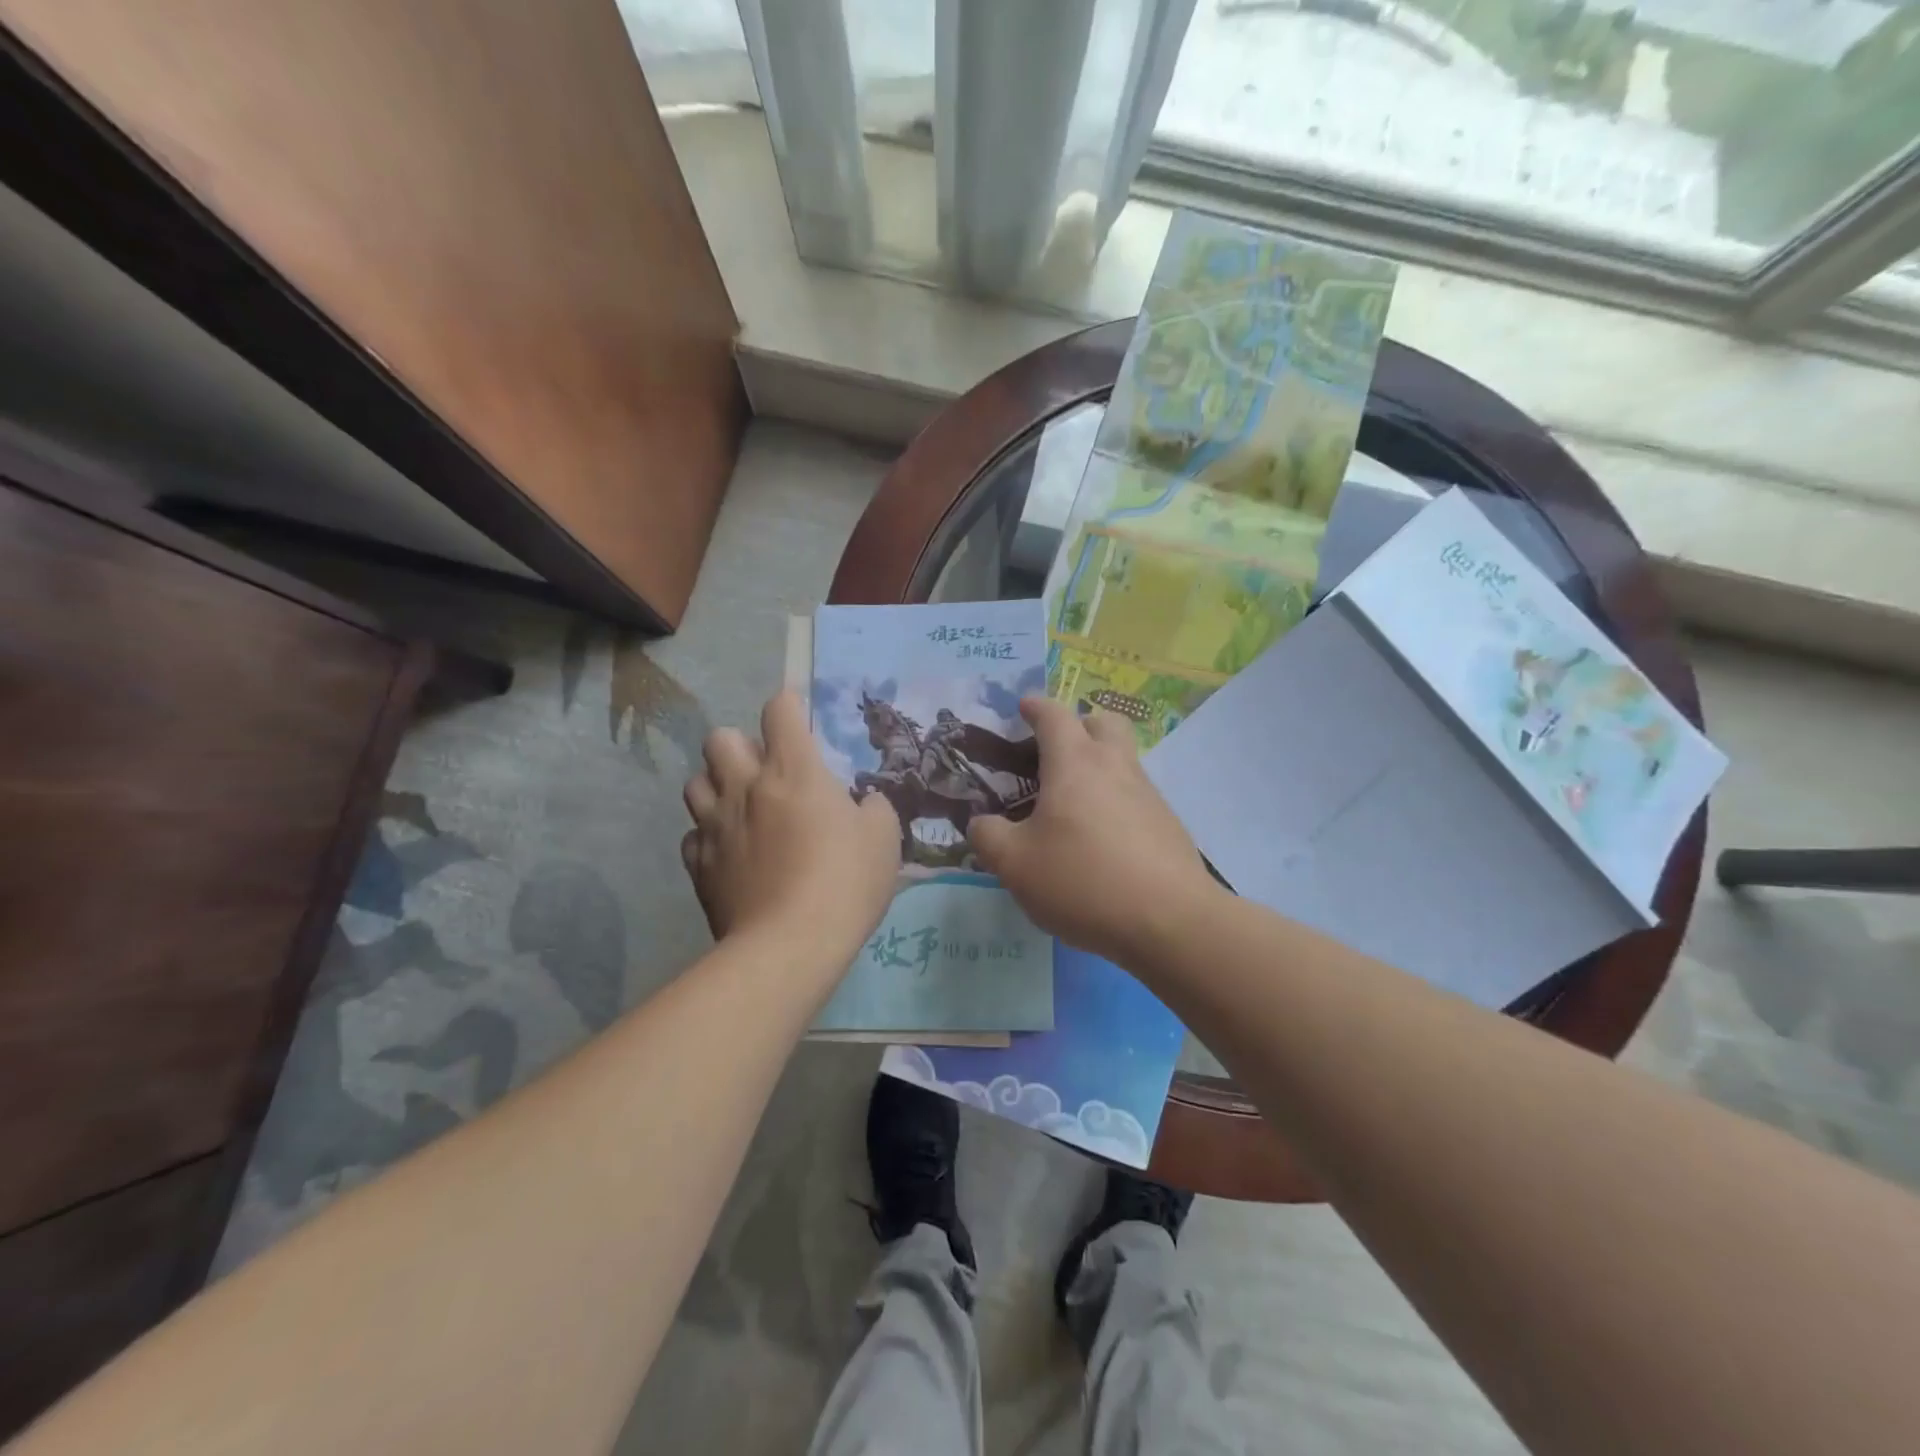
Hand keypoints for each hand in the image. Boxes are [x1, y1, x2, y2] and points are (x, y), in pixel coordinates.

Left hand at [682, 691, 900, 964]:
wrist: (789, 946)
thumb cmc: (844, 882)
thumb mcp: (883, 839)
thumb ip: (873, 809)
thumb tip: (862, 803)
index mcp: (792, 770)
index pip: (779, 710)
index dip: (789, 706)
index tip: (799, 721)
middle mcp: (745, 787)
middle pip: (719, 738)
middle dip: (740, 746)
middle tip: (766, 773)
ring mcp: (714, 825)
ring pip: (695, 782)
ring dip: (717, 786)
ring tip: (741, 809)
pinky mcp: (698, 864)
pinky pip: (693, 834)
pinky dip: (709, 836)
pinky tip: (730, 853)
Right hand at [967, 697, 1220, 966]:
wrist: (1170, 921)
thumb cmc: (1083, 881)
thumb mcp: (1015, 864)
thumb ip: (988, 836)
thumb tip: (982, 823)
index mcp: (1075, 763)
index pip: (1054, 715)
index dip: (1035, 706)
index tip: (1023, 707)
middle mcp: (1115, 767)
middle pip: (1102, 723)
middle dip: (1078, 725)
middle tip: (1054, 751)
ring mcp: (1148, 794)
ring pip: (1121, 760)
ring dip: (1097, 767)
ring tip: (1069, 806)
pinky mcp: (1167, 825)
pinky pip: (1134, 797)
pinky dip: (1113, 802)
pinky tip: (1099, 842)